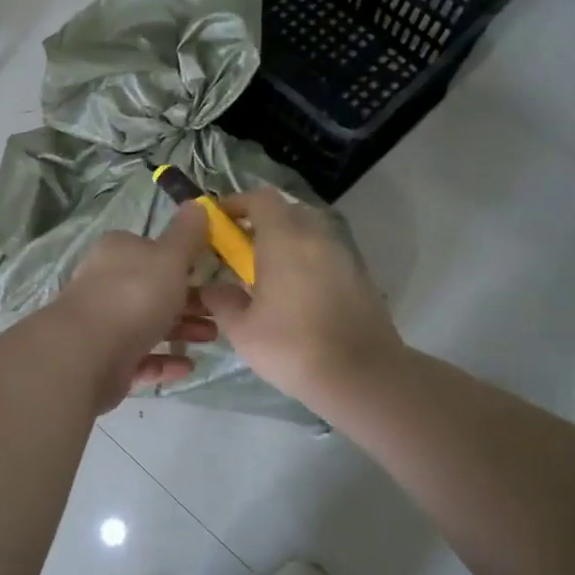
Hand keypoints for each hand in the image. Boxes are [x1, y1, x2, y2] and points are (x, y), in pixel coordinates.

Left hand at [54, 203, 218, 410]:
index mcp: (117, 252)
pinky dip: (164, 360)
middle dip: (189, 300)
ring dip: (181, 330)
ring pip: (148, 323)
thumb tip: (197, 203)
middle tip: (220, 313)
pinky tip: (187, 366)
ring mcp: (102, 323)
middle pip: (153, 289)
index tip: (211, 274)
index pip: (152, 250)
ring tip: (211, 339)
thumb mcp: (170, 257)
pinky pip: (140, 356)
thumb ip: (186, 234)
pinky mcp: (103, 359)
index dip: (182, 261)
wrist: (88, 353)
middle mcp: (105, 283)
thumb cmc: (135, 295)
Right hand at [200, 188, 400, 405]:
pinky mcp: (360, 277)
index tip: (220, 221)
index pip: (261, 198)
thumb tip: (213, 288)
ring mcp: (343, 255)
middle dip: (262, 222)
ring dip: (288, 242)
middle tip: (241, 248)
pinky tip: (298, 294)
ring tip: (269, 273)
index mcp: (284, 239)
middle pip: (287, 211)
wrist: (362, 376)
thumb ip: (222, 301)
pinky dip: (308, 261)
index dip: (238, 203)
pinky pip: (327, 255)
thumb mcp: (242, 330)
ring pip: (310, 232)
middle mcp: (316, 237)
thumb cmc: (293, 347)